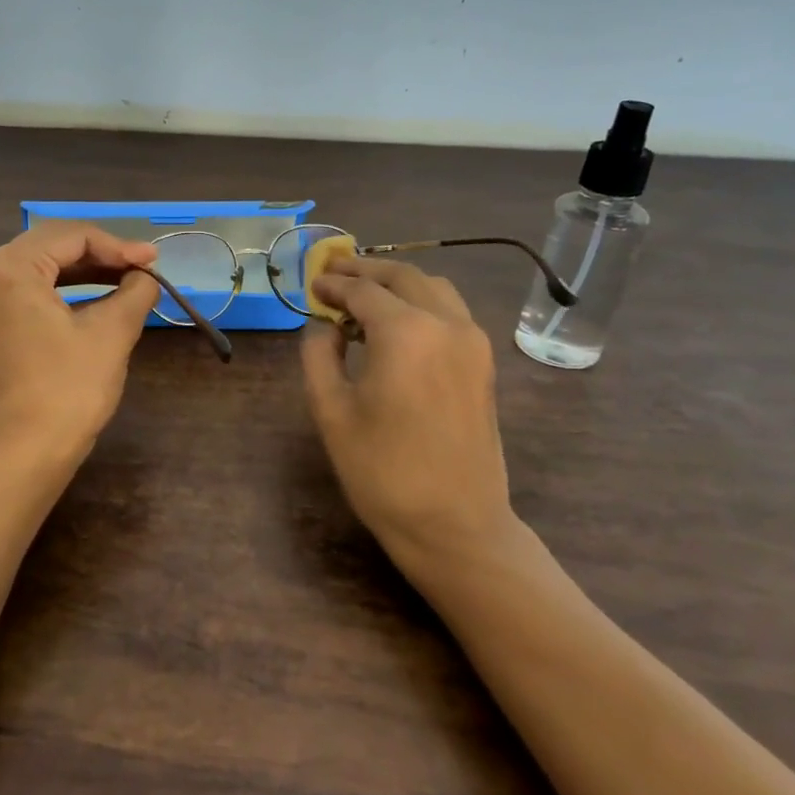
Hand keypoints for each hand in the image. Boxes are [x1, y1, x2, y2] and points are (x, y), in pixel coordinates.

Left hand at [0, 223, 160, 460]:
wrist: (28, 451)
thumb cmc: (69, 388)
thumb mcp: (111, 333)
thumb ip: (135, 291)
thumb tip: (146, 276)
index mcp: (9, 268)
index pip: (71, 236)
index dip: (118, 246)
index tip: (154, 260)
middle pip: (51, 245)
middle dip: (101, 254)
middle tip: (143, 266)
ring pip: (40, 266)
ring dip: (84, 270)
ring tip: (128, 278)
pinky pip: (28, 289)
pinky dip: (64, 289)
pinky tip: (97, 295)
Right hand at [300, 256, 518, 582]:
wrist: (454, 524)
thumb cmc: (382, 471)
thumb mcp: (331, 411)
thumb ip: (319, 356)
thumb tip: (324, 327)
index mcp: (405, 332)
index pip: (362, 290)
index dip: (333, 284)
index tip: (311, 284)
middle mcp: (446, 323)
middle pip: (403, 276)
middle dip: (365, 270)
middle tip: (333, 274)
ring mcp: (473, 341)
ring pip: (433, 287)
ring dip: (396, 282)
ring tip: (364, 293)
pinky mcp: (483, 362)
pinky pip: (451, 311)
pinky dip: (420, 301)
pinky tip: (397, 322)